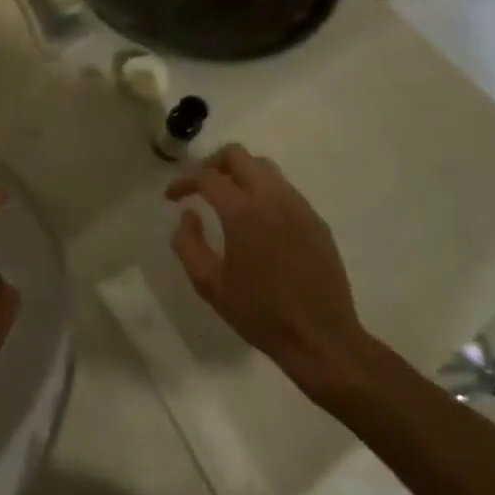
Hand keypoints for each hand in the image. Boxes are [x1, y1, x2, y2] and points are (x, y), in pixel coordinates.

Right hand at [166, 144, 380, 401]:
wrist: (321, 338)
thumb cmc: (260, 313)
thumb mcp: (209, 283)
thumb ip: (188, 243)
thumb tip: (188, 216)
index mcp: (243, 212)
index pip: (207, 176)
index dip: (184, 181)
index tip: (173, 198)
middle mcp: (273, 198)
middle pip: (238, 155)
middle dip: (212, 164)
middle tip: (200, 187)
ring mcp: (299, 207)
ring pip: (265, 168)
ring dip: (240, 174)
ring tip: (227, 200)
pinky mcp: (316, 221)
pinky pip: (285, 190)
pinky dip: (263, 192)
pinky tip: (258, 221)